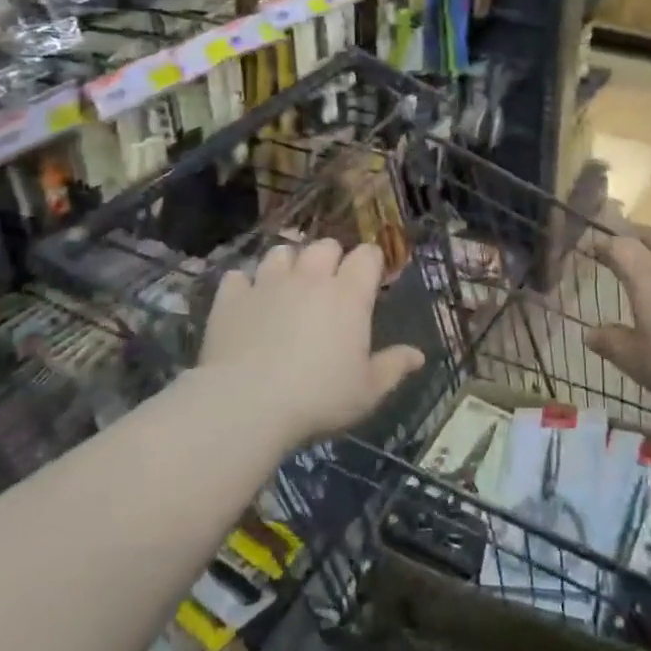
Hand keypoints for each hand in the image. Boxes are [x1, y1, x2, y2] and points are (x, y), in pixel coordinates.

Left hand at [199, 239, 424, 446]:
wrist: (246, 405)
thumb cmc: (318, 397)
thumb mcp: (368, 390)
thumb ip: (394, 367)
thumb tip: (418, 355)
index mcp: (348, 295)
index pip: (367, 256)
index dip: (371, 262)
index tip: (371, 280)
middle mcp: (310, 278)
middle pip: (324, 246)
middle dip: (331, 258)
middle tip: (330, 284)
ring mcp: (267, 283)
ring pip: (281, 252)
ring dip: (289, 264)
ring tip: (288, 286)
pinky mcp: (231, 298)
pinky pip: (238, 277)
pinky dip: (245, 285)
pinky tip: (247, 301)